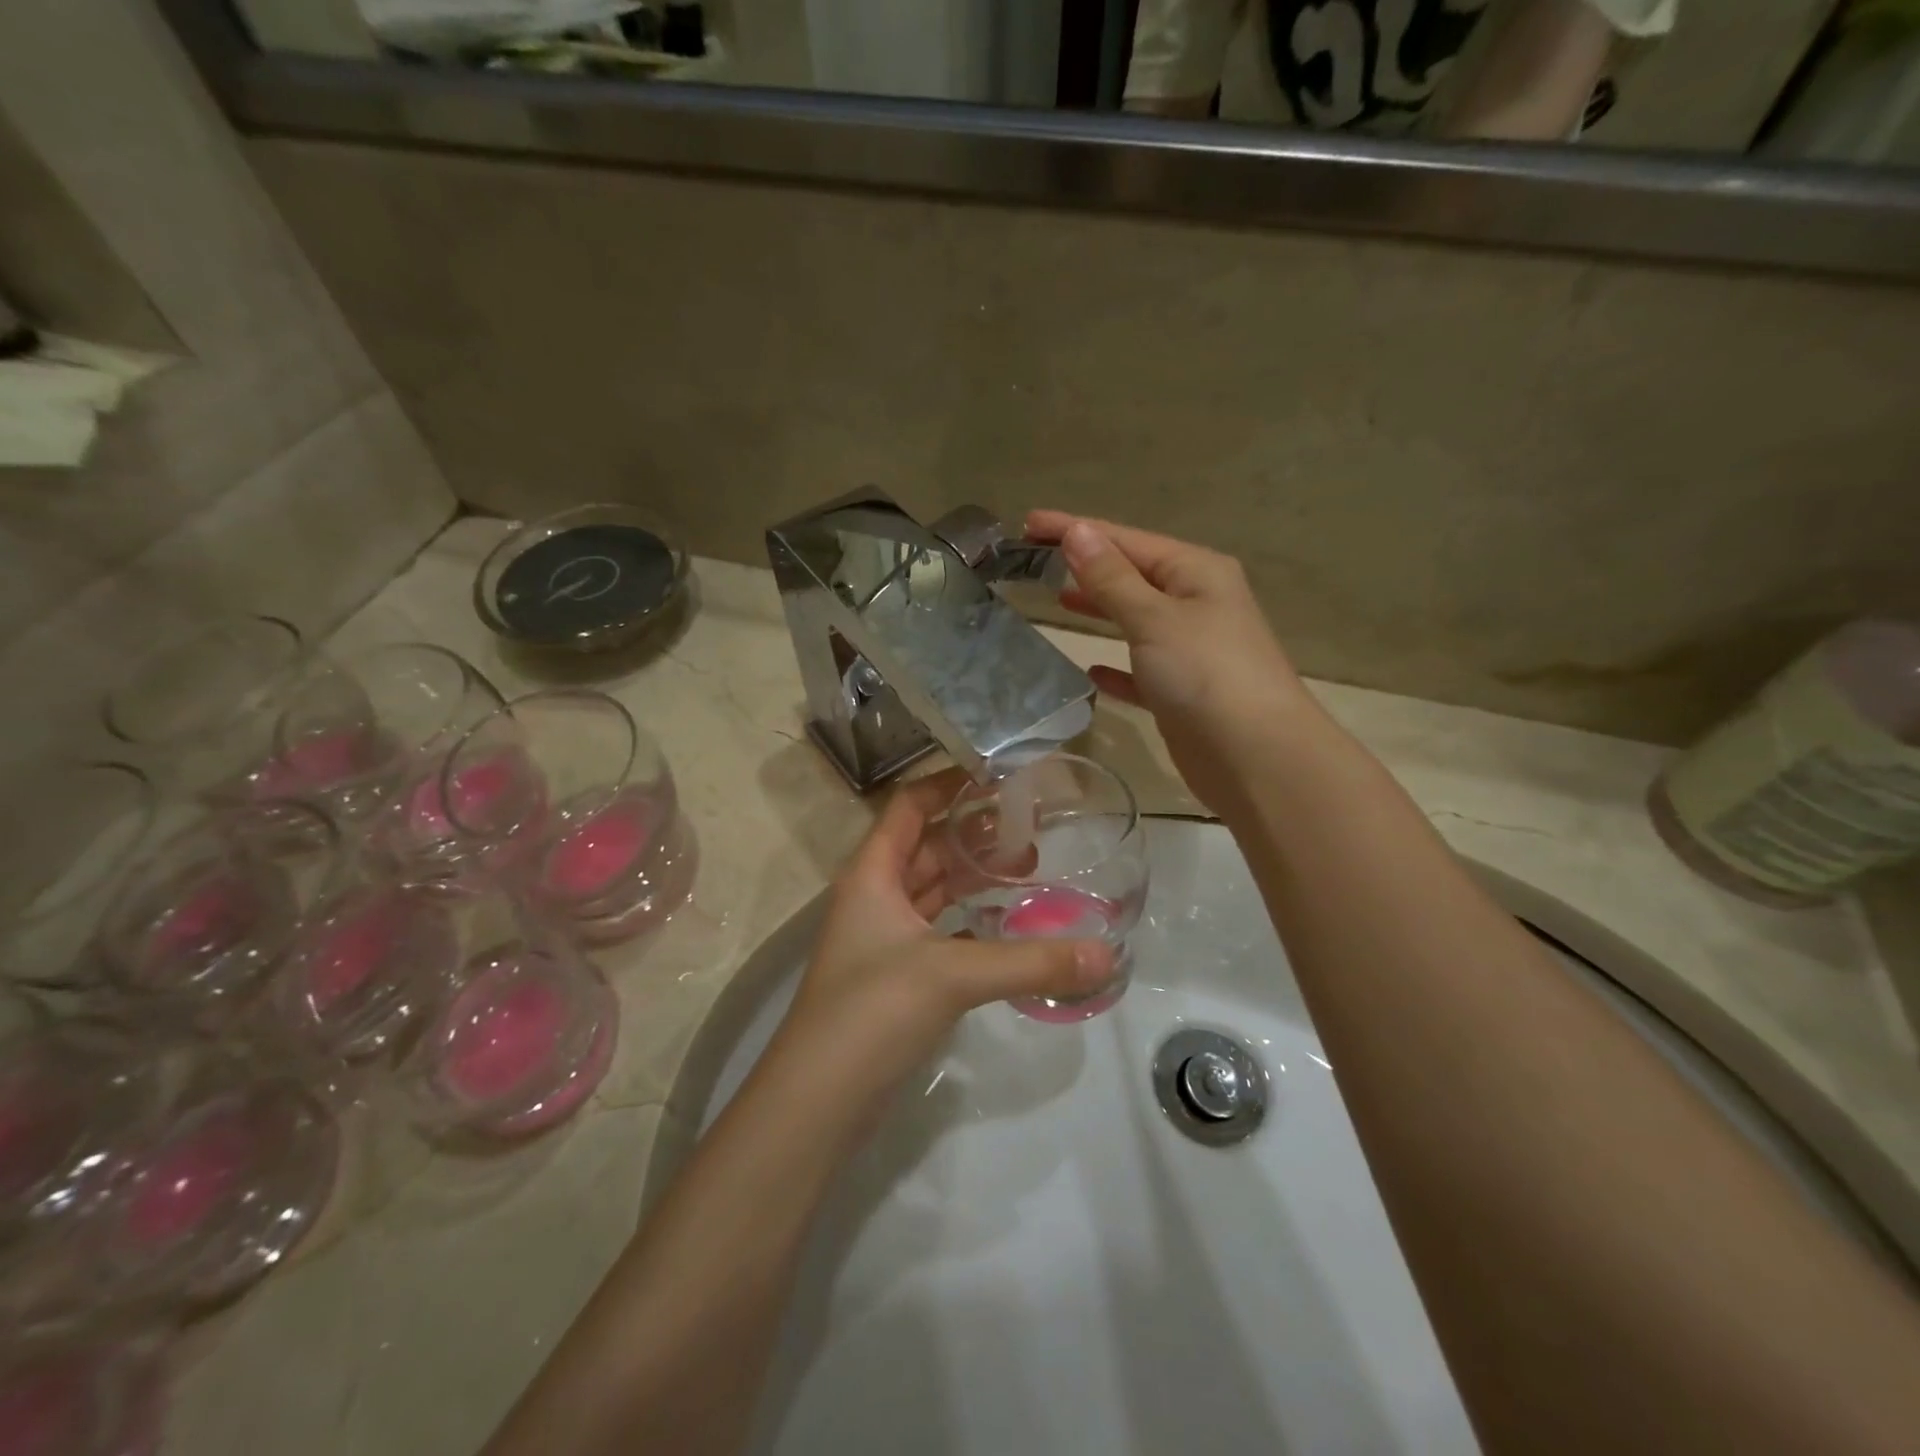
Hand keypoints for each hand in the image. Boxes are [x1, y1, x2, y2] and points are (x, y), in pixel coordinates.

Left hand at [773, 769, 1115, 1106]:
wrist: (818, 1101)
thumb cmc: (872, 1011)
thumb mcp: (952, 975)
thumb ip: (1030, 962)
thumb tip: (1106, 954)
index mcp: (873, 873)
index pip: (909, 806)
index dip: (948, 784)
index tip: (998, 775)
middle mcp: (875, 896)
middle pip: (927, 846)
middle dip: (975, 834)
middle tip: (1032, 828)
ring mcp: (883, 938)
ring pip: (934, 890)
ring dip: (974, 877)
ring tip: (1030, 869)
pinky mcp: (896, 976)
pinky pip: (940, 931)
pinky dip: (971, 922)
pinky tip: (1007, 925)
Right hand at [1026, 510, 1315, 814]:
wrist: (1256, 756)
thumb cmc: (1205, 674)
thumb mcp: (1154, 618)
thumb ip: (1111, 578)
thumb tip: (1077, 532)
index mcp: (1195, 572)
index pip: (1125, 539)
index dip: (1076, 530)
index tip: (1028, 523)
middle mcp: (1197, 602)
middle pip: (1131, 574)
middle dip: (1086, 566)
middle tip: (1034, 561)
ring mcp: (1192, 648)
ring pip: (1136, 618)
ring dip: (1101, 608)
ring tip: (1057, 600)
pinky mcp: (1183, 691)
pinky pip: (1141, 669)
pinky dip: (1116, 666)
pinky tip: (1091, 670)